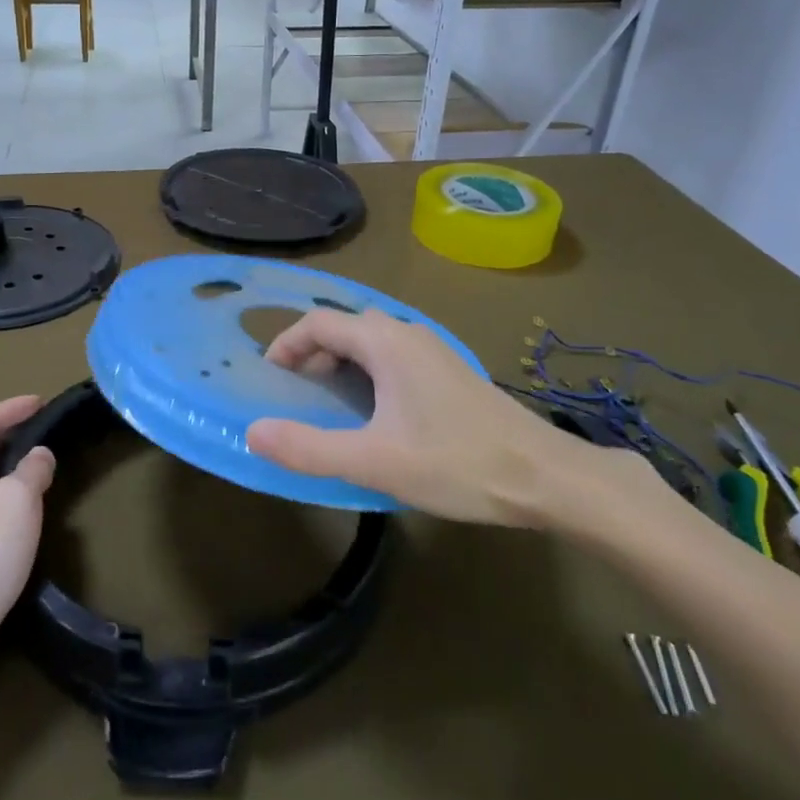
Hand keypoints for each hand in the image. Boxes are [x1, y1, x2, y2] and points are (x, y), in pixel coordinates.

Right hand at [245, 310, 668, 533]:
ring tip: (327, 404)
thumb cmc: (457, 463)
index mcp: (386, 343)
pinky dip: (366, 373)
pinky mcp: (448, 371)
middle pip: (344, 327)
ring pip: (370, 342)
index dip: (286, 344)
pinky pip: (392, 357)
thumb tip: (253, 432)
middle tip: (294, 394)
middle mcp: (407, 334)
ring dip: (339, 363)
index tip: (268, 378)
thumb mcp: (374, 462)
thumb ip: (309, 447)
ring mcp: (433, 351)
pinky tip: (373, 413)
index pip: (319, 322)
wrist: (546, 477)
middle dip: (311, 354)